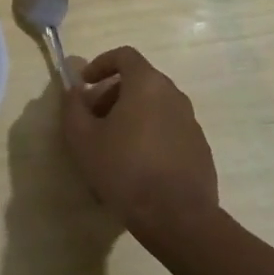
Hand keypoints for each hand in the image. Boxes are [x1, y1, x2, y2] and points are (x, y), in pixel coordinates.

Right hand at [61, 46, 218, 249]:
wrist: (178, 219)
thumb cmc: (125, 170)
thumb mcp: (82, 138)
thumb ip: (73, 107)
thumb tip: (74, 91)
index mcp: (147, 84)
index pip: (124, 55)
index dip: (101, 64)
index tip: (85, 84)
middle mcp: (174, 95)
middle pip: (140, 81)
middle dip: (112, 94)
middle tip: (93, 119)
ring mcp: (191, 123)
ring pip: (155, 107)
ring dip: (131, 116)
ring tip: (113, 146)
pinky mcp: (200, 149)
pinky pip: (169, 130)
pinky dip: (150, 135)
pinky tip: (137, 166)